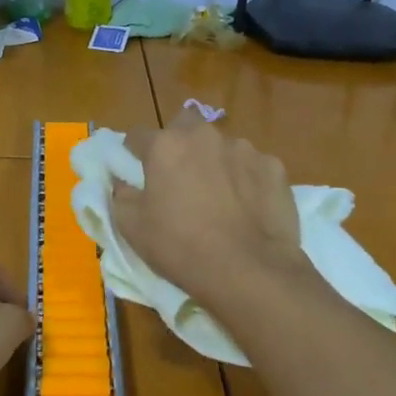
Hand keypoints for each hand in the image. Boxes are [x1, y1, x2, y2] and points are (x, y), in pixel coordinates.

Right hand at [110, 109, 305, 320]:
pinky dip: (248, 180)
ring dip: (216, 162)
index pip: (137, 136)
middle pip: (185, 124)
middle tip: (180, 176)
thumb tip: (123, 183)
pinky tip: (249, 207)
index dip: (134, 153)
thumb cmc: (181, 247)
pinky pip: (253, 166)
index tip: (137, 172)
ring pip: (222, 146)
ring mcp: (244, 148)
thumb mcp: (132, 228)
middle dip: (180, 142)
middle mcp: (204, 136)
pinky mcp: (274, 167)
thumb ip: (121, 195)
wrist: (248, 270)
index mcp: (166, 146)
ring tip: (221, 197)